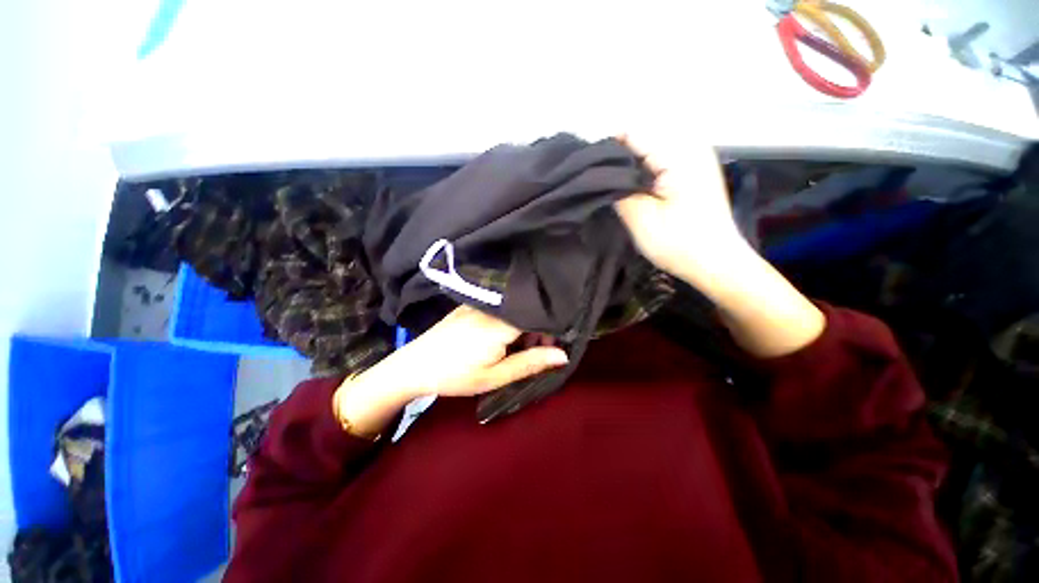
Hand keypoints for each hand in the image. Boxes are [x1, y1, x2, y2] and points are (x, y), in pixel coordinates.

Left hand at [333, 306, 568, 435]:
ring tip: (517, 349)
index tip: (553, 348)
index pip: (539, 315)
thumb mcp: (495, 376)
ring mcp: (480, 303)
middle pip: (528, 310)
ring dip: (523, 326)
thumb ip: (531, 363)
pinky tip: (502, 338)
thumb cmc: (455, 375)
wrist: (413, 366)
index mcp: (500, 323)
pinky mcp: (471, 304)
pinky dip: (509, 321)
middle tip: (536, 353)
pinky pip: (500, 308)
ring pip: (515, 309)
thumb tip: (563, 355)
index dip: (551, 331)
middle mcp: (493, 306)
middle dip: (538, 329)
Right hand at [614, 135, 745, 278]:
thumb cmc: (680, 244)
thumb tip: (600, 175)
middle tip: (601, 185)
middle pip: (641, 136)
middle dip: (617, 157)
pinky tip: (635, 188)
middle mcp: (690, 145)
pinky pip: (661, 156)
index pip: (631, 133)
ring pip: (649, 146)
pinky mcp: (694, 167)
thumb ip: (617, 192)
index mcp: (677, 154)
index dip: (606, 150)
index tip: (589, 173)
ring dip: (630, 164)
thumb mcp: (641, 220)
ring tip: (616, 188)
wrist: (717, 262)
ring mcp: (695, 155)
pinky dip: (643, 168)